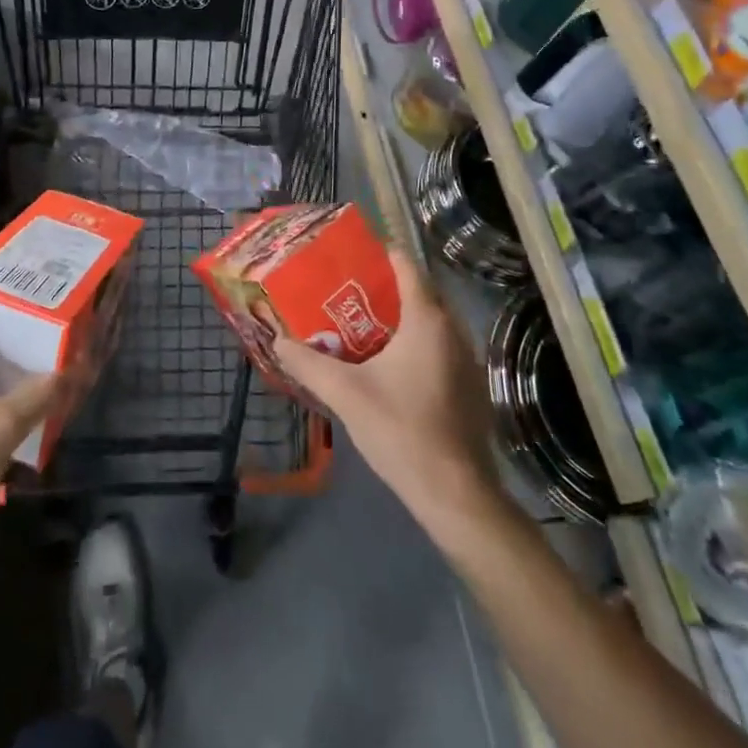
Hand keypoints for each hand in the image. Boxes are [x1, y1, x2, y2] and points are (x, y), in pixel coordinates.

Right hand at [273, 247, 502, 534]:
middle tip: (344, 293)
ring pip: (430, 323)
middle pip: (418, 292)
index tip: (350, 257)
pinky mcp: (470, 386)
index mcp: (427, 320)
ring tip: (360, 327)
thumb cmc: (401, 430)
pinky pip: (439, 348)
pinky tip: (389, 367)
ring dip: (399, 319)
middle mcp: (453, 330)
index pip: (406, 266)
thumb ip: (308, 364)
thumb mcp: (345, 394)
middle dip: (383, 288)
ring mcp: (467, 359)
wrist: (455, 492)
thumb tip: (277, 340)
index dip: (379, 254)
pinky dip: (415, 345)